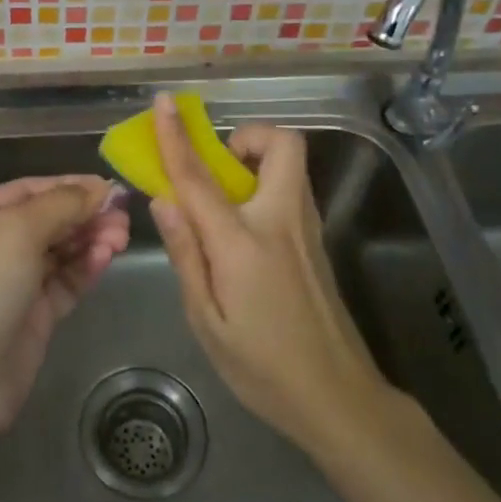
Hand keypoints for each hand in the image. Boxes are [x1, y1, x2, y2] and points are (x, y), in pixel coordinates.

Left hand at [0, 174, 129, 440]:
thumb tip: (99, 188)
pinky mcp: (33, 317)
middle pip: (48, 219)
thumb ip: (60, 205)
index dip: (70, 185)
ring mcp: (13, 284)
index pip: (29, 190)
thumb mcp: (14, 234)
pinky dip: (86, 268)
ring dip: (90, 239)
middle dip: (85, 214)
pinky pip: (65, 282)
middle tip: (123, 216)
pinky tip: (106, 258)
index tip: (111, 187)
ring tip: (121, 237)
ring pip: (60, 251)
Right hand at [149, 94, 389, 452]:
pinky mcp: (318, 243)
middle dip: (248, 137)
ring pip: (291, 165)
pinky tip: (245, 230)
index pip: (200, 177)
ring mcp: (307, 230)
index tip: (163, 103)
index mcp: (244, 243)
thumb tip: (164, 200)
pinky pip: (292, 190)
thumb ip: (186, 255)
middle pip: (282, 144)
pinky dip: (266, 185)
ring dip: (258, 160)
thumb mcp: (207, 321)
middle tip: (219, 167)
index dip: (176, 137)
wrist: (338, 398)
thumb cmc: (262, 367)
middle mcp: (282, 222)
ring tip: (225, 200)